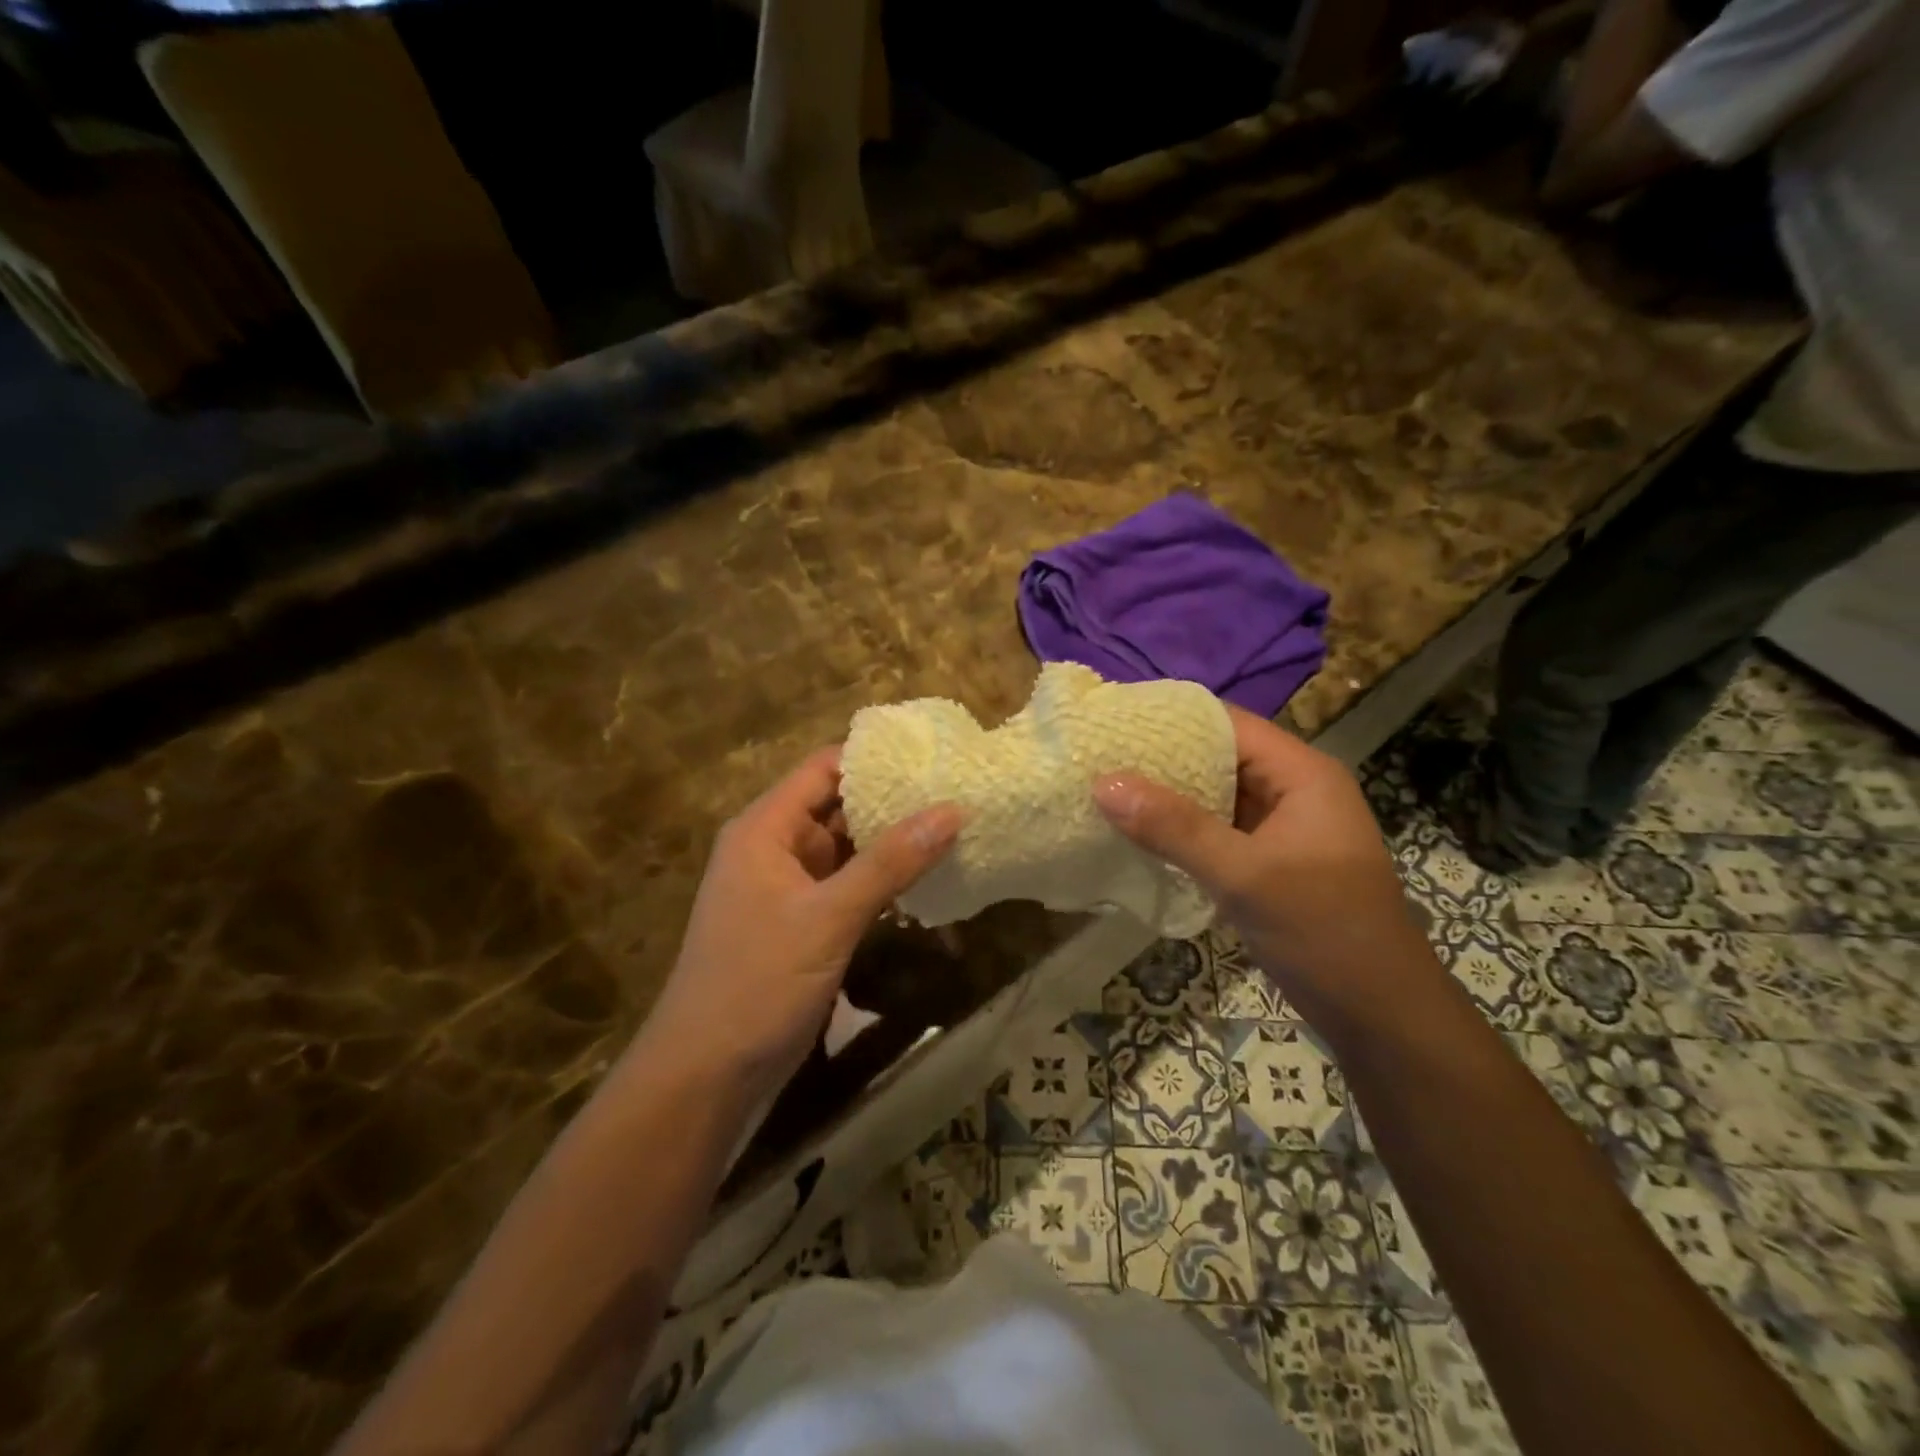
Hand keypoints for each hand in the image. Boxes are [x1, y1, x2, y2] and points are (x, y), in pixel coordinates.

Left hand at [643, 748, 960, 1100]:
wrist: (706, 1078)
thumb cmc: (758, 983)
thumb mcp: (829, 918)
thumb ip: (890, 863)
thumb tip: (953, 809)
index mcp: (765, 829)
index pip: (824, 768)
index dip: (875, 757)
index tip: (932, 755)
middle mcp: (774, 848)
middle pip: (837, 805)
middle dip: (892, 799)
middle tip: (957, 789)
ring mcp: (787, 889)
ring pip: (846, 849)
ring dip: (890, 841)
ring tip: (954, 825)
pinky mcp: (801, 925)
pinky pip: (846, 886)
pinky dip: (881, 879)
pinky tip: (926, 878)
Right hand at [1094, 707, 1437, 1032]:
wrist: (1381, 1015)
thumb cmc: (1323, 932)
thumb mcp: (1244, 876)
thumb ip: (1173, 828)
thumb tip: (1103, 784)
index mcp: (1302, 775)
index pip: (1229, 724)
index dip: (1172, 720)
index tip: (1114, 722)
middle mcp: (1294, 791)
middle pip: (1220, 757)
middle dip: (1162, 760)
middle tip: (1099, 758)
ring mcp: (1284, 830)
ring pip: (1216, 797)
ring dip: (1169, 797)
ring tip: (1106, 790)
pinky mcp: (1271, 863)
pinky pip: (1219, 832)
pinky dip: (1182, 831)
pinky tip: (1139, 836)